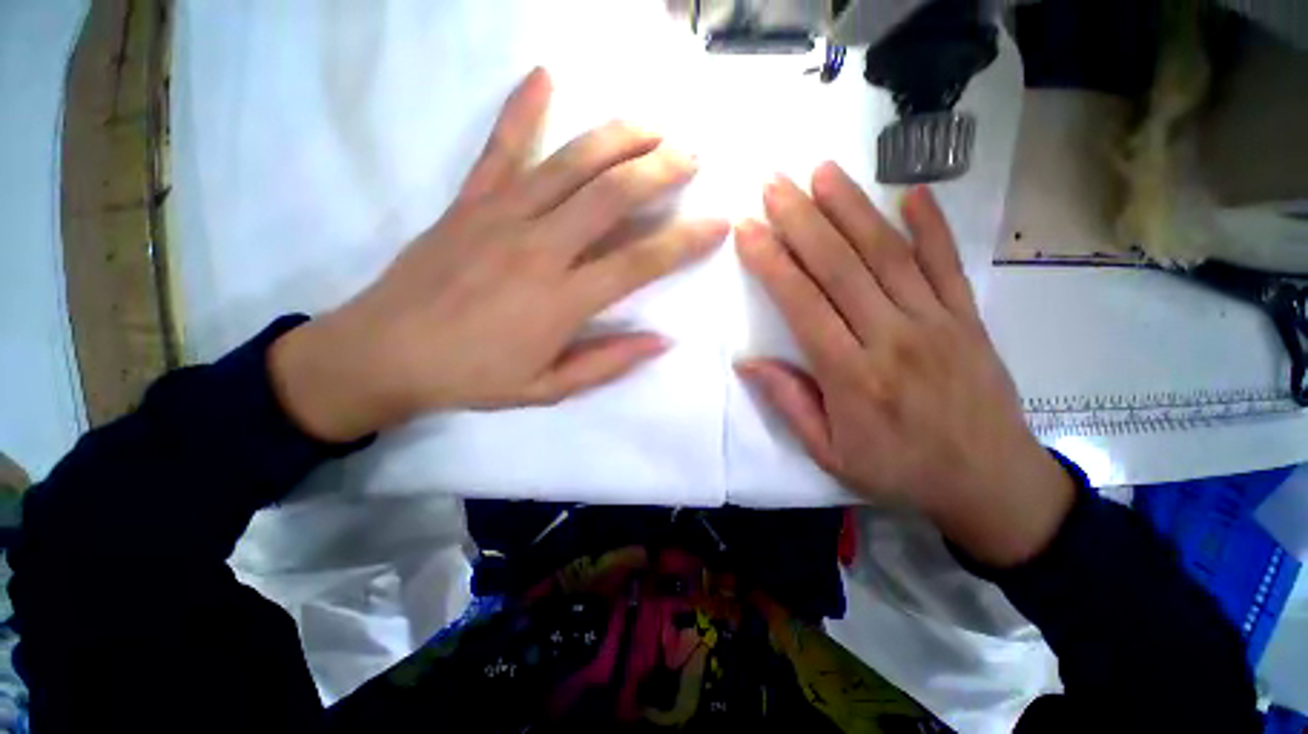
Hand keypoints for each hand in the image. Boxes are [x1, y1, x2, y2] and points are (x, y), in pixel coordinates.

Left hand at [270, 68, 727, 442]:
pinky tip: (545, 75)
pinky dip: (523, 107)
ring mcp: (501, 216)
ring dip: (618, 136)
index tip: (717, 224)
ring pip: (570, 162)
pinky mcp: (468, 201)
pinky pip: (500, 147)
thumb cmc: (472, 376)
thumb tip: (661, 341)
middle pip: (612, 196)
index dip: (685, 242)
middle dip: (661, 170)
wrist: (384, 354)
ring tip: (653, 122)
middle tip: (693, 154)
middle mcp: (540, 249)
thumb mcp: (548, 388)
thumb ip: (607, 362)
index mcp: (562, 300)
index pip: (640, 263)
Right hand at [735, 163, 1073, 566]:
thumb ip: (789, 402)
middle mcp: (893, 338)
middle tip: (775, 184)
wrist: (991, 484)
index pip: (803, 305)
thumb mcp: (828, 454)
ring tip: (823, 172)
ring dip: (853, 209)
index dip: (772, 263)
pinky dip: (932, 225)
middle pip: (841, 268)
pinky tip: (912, 192)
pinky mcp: (969, 319)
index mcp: (853, 376)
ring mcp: (937, 323)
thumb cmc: (898, 470)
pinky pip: (948, 264)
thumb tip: (747, 362)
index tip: (748, 229)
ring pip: (888, 255)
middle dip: (802, 220)